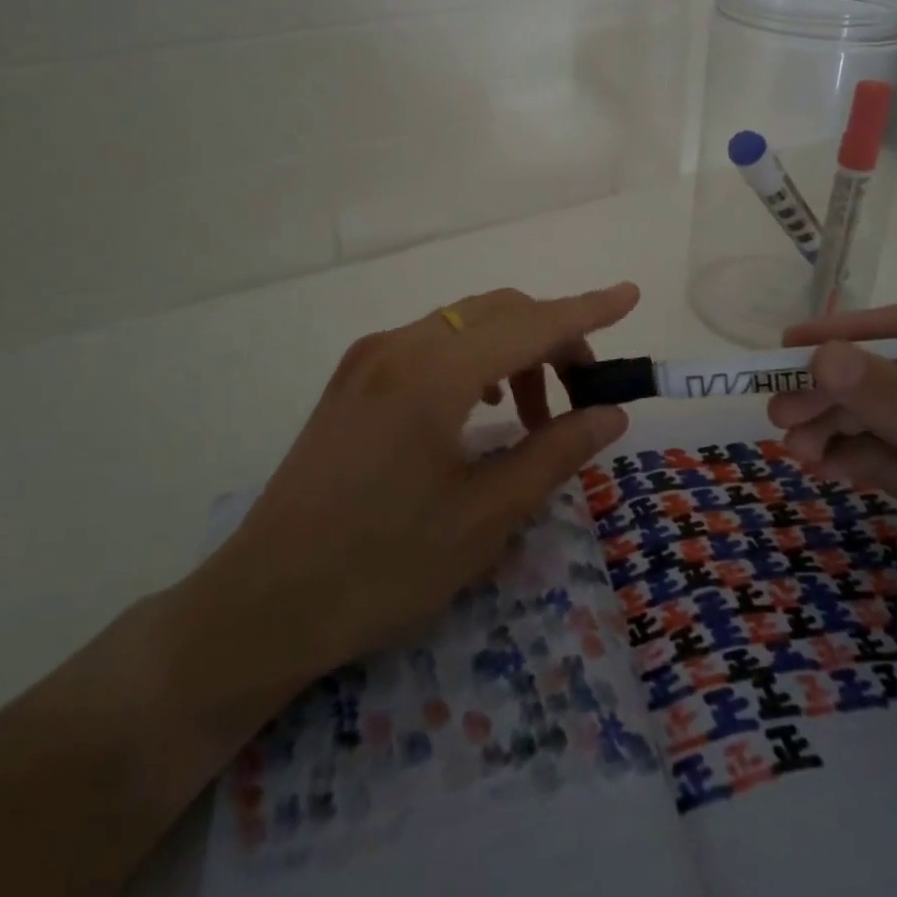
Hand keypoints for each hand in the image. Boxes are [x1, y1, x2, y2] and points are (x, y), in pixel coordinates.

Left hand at [183, 282, 639, 693]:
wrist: (265, 601)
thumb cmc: (383, 568)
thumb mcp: (485, 517)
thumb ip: (556, 453)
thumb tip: (610, 412)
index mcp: (434, 373)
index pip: (530, 322)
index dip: (587, 309)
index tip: (631, 295)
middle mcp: (400, 345)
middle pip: (499, 311)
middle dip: (553, 336)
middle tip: (584, 394)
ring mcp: (370, 356)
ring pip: (464, 323)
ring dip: (513, 350)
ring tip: (534, 417)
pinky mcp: (353, 375)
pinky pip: (431, 341)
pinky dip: (474, 358)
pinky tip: (481, 407)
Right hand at [769, 303, 896, 734]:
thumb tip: (824, 357)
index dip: (855, 334)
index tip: (793, 347)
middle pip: (891, 377)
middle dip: (835, 390)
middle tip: (777, 410)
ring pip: (880, 420)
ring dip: (832, 426)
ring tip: (788, 444)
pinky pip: (883, 463)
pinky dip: (847, 460)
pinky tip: (815, 467)